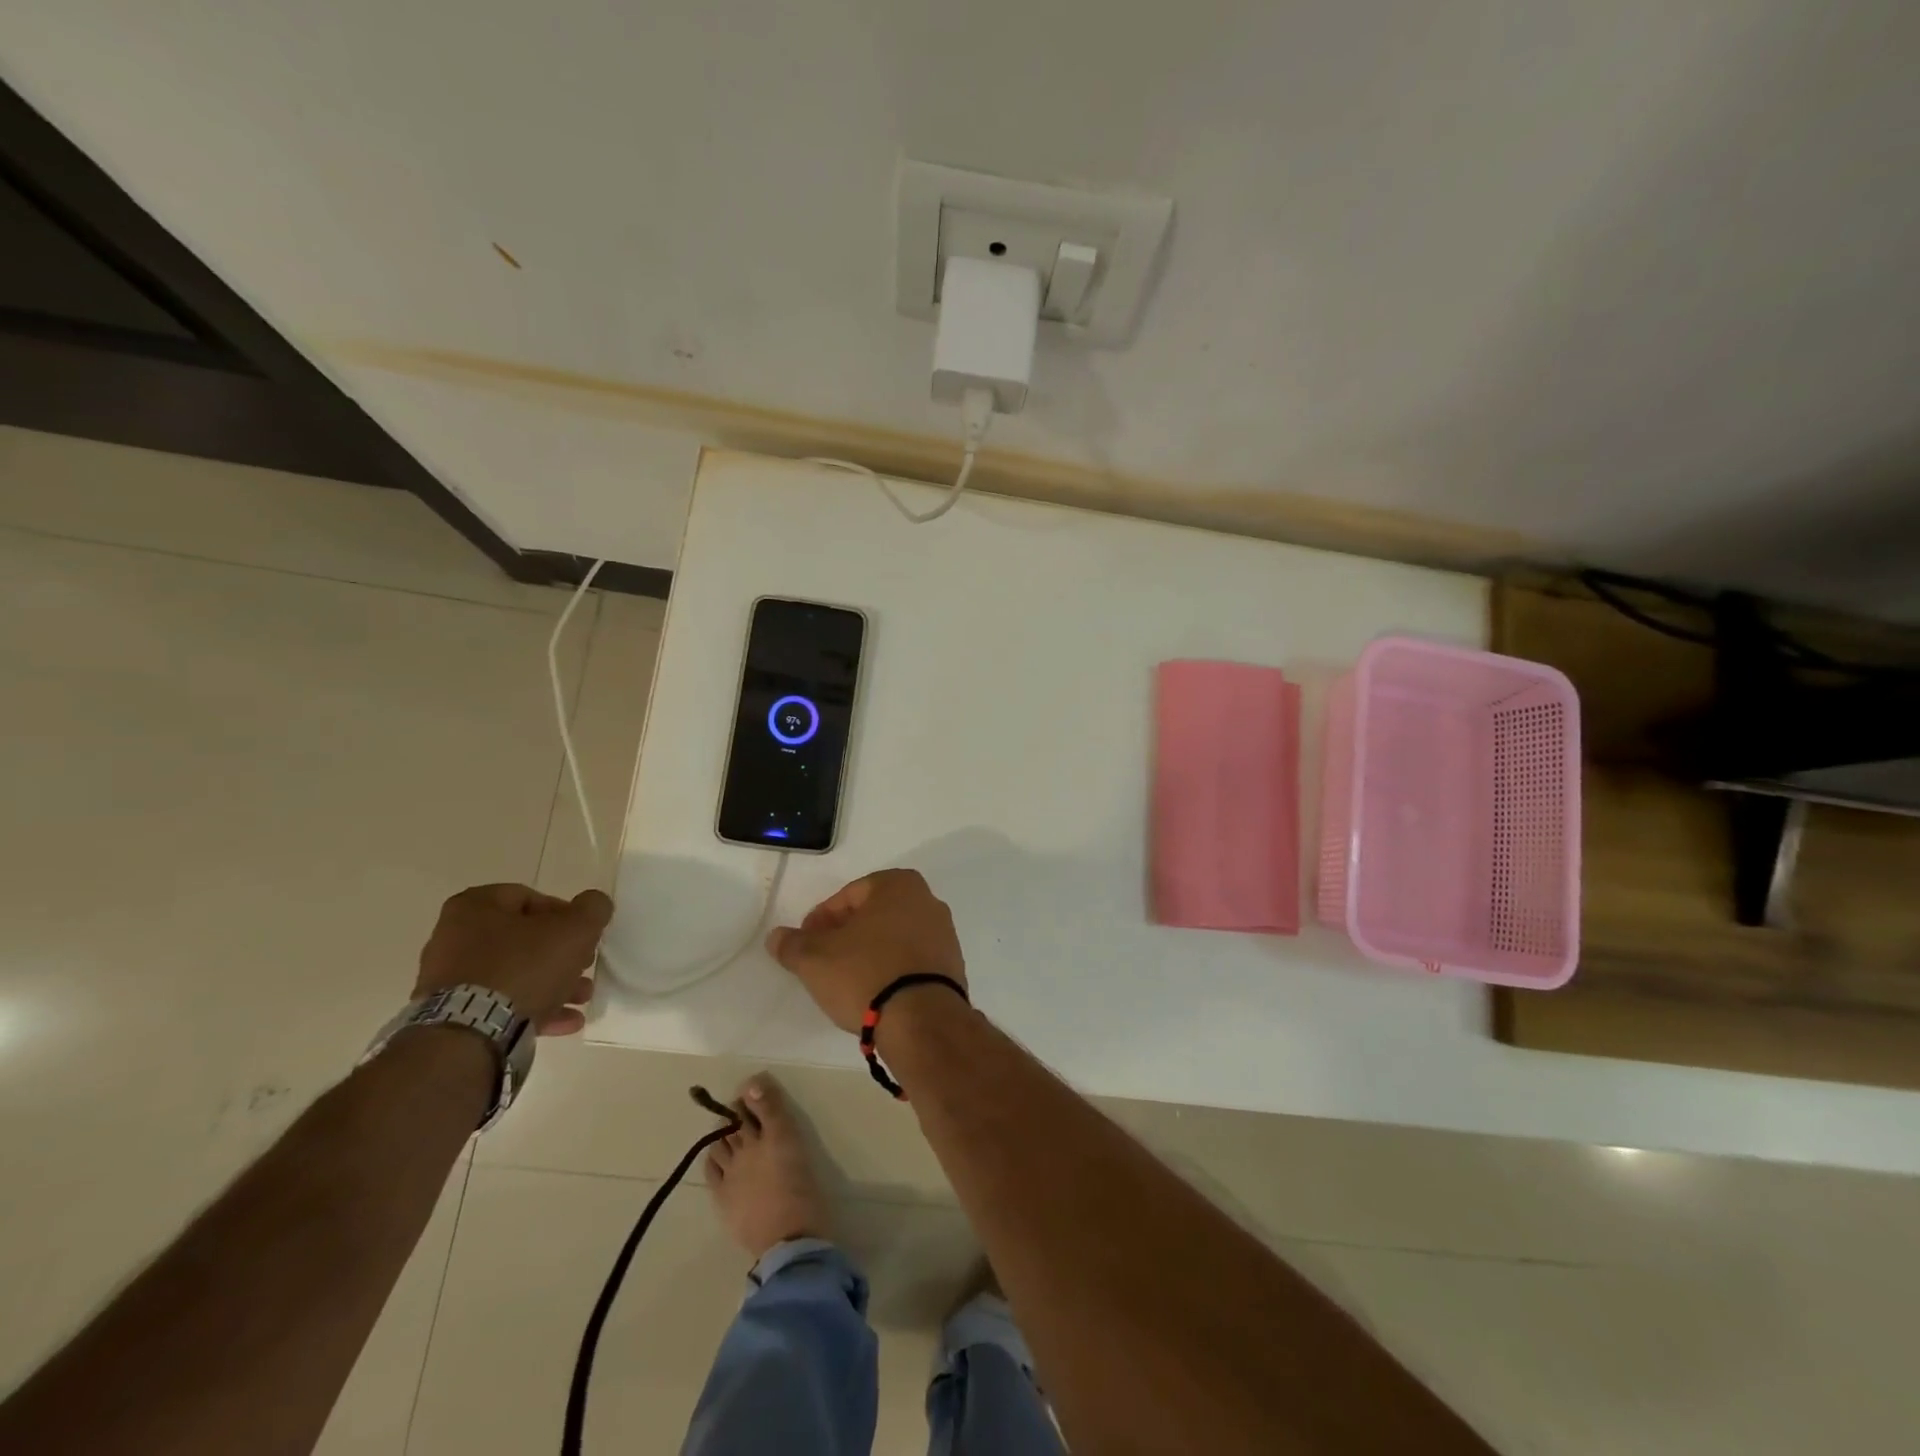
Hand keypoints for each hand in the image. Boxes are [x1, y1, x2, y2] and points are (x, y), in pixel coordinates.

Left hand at [415, 884, 612, 1034]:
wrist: (470, 1035)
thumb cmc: (523, 967)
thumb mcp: (575, 928)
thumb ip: (593, 908)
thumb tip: (594, 904)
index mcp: (474, 907)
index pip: (530, 898)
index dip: (565, 914)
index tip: (584, 934)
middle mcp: (453, 938)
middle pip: (523, 939)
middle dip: (560, 954)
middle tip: (585, 965)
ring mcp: (449, 980)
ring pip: (514, 974)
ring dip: (552, 983)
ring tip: (582, 998)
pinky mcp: (451, 1015)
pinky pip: (499, 1004)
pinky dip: (533, 1009)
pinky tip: (565, 1021)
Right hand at [765, 869, 965, 1031]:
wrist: (923, 1021)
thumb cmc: (866, 974)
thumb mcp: (815, 959)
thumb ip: (792, 944)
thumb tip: (777, 937)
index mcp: (898, 884)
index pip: (847, 896)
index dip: (820, 920)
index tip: (805, 945)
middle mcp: (927, 900)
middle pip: (873, 915)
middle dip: (846, 936)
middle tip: (822, 962)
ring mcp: (945, 934)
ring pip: (894, 938)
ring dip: (869, 953)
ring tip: (847, 983)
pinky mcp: (952, 966)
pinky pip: (912, 961)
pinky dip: (892, 970)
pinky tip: (876, 994)